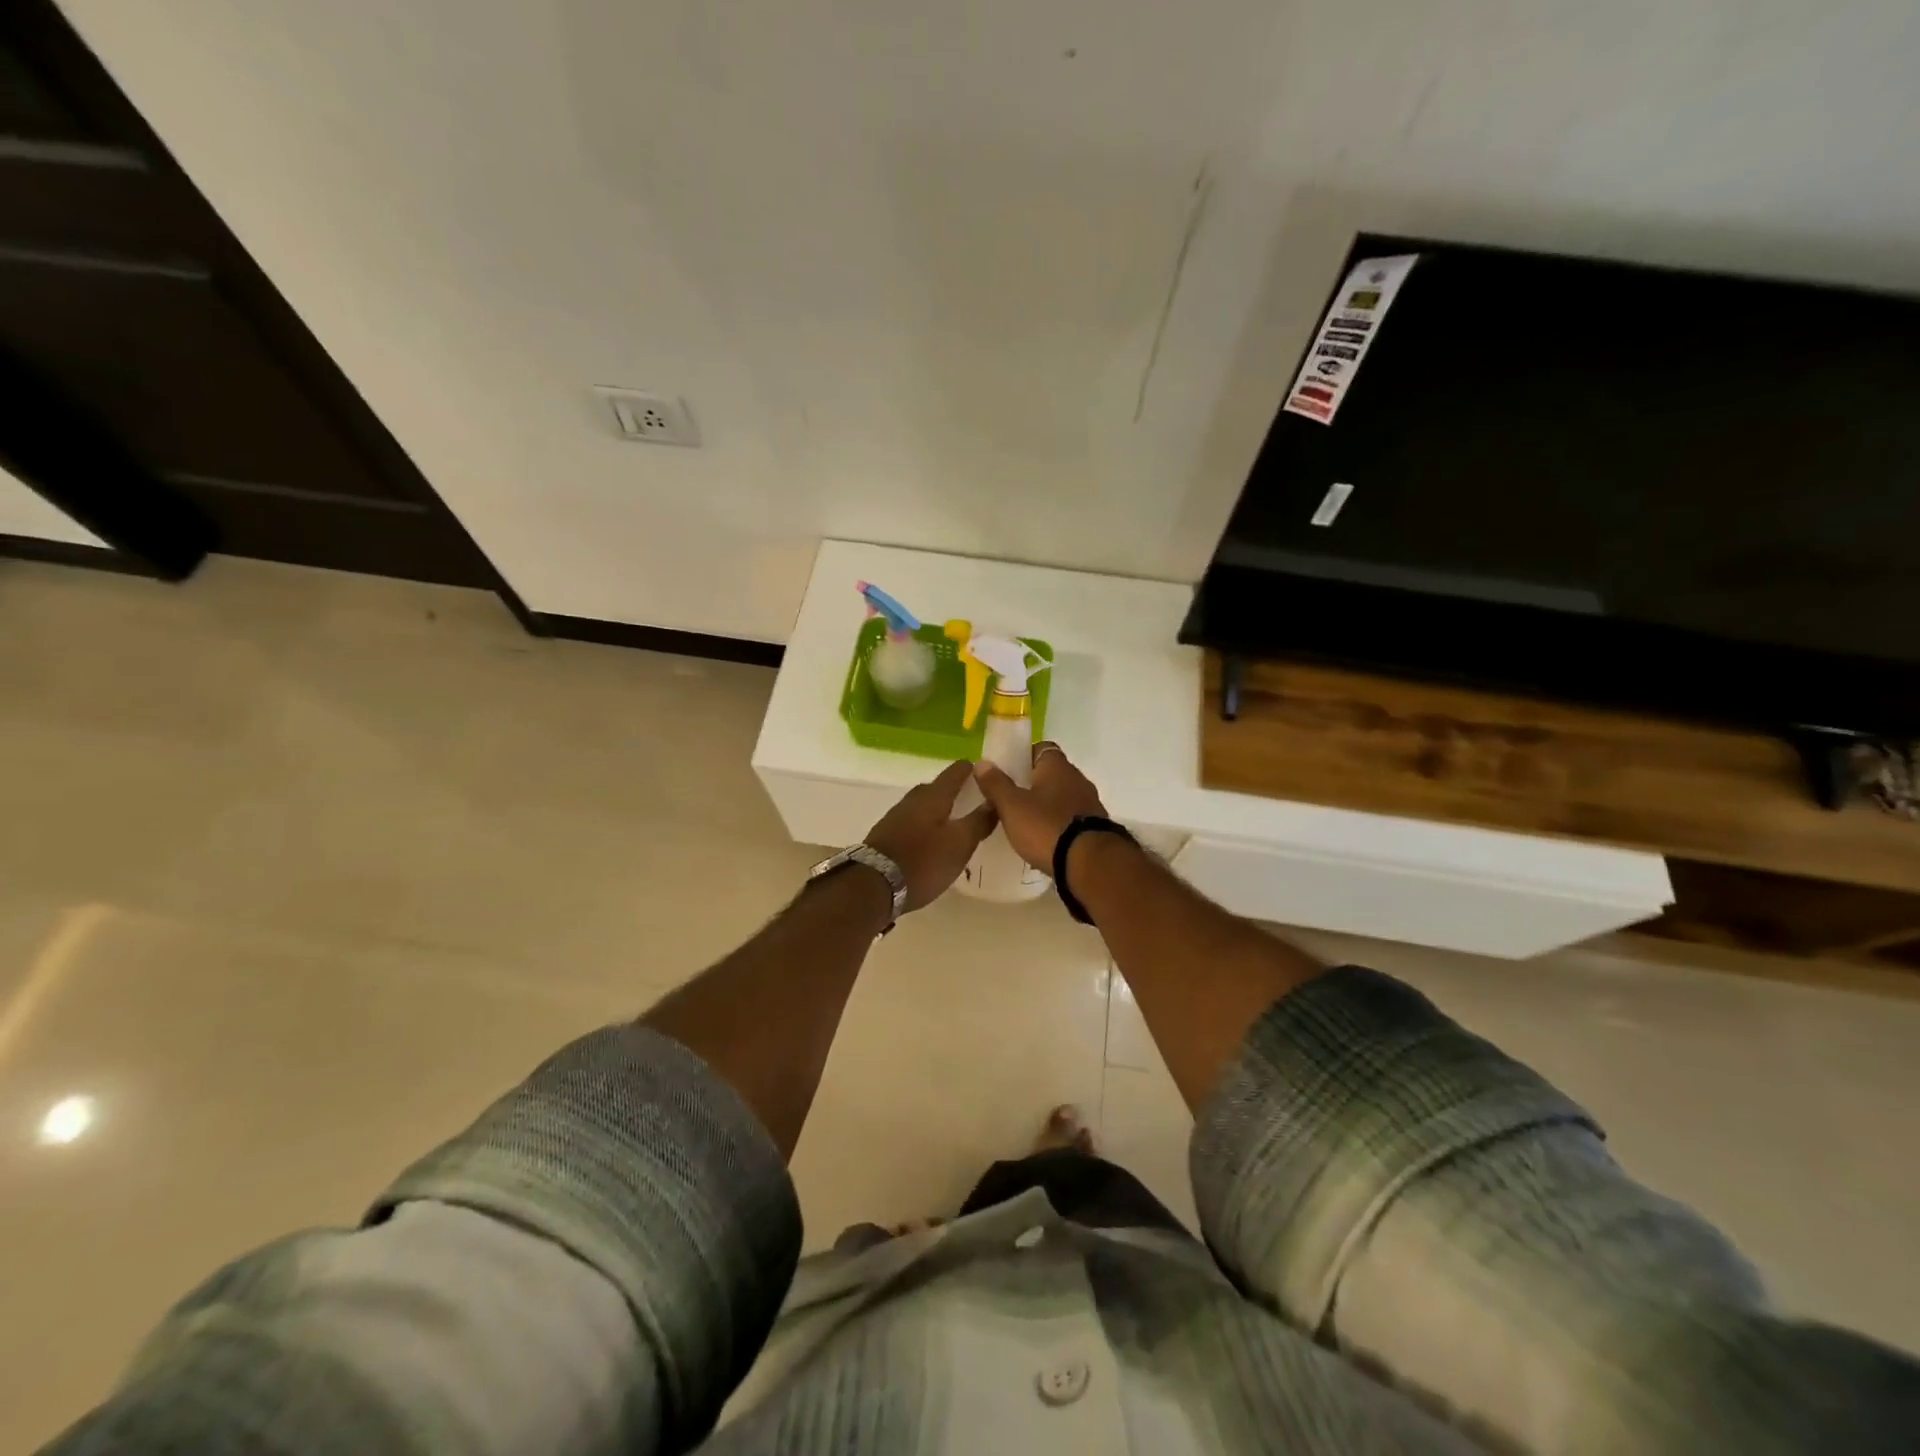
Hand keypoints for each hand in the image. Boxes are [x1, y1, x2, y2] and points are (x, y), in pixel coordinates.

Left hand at [863, 761, 997, 911]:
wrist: (873, 885)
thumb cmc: (923, 861)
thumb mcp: (960, 844)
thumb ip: (978, 822)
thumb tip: (994, 801)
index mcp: (933, 797)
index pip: (954, 773)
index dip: (970, 769)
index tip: (983, 770)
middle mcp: (912, 801)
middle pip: (935, 788)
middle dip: (952, 789)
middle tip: (970, 797)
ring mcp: (895, 817)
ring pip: (922, 806)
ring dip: (937, 809)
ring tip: (953, 820)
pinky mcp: (885, 836)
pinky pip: (911, 822)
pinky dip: (924, 825)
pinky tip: (930, 839)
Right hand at [969, 742, 1107, 871]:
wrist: (1089, 864)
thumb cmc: (1046, 827)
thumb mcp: (1012, 806)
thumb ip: (996, 784)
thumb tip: (981, 762)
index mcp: (1057, 766)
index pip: (1041, 748)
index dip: (1024, 757)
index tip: (1008, 771)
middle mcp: (1078, 779)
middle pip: (1053, 774)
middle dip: (1034, 784)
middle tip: (1012, 799)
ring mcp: (1090, 804)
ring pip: (1063, 797)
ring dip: (1048, 806)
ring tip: (1026, 822)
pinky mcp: (1096, 828)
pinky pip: (1072, 819)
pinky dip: (1059, 825)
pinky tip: (1046, 840)